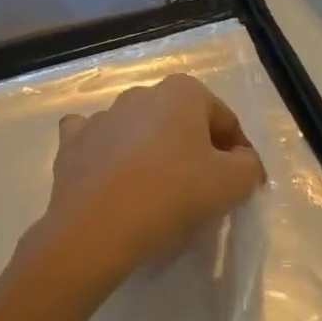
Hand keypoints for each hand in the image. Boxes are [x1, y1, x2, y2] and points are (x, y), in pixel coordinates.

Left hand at [29, 74, 266, 297]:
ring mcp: (102, 116)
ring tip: (159, 193)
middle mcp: (142, 93)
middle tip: (203, 189)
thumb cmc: (172, 195)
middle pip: (182, 122)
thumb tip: (242, 162)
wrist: (94, 228)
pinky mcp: (72, 143)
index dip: (239, 153)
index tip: (242, 185)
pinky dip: (108, 155)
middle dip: (195, 149)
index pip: (225, 120)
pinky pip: (98, 142)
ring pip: (139, 130)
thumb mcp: (232, 184)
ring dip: (152, 152)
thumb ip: (249, 166)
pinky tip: (113, 177)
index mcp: (183, 92)